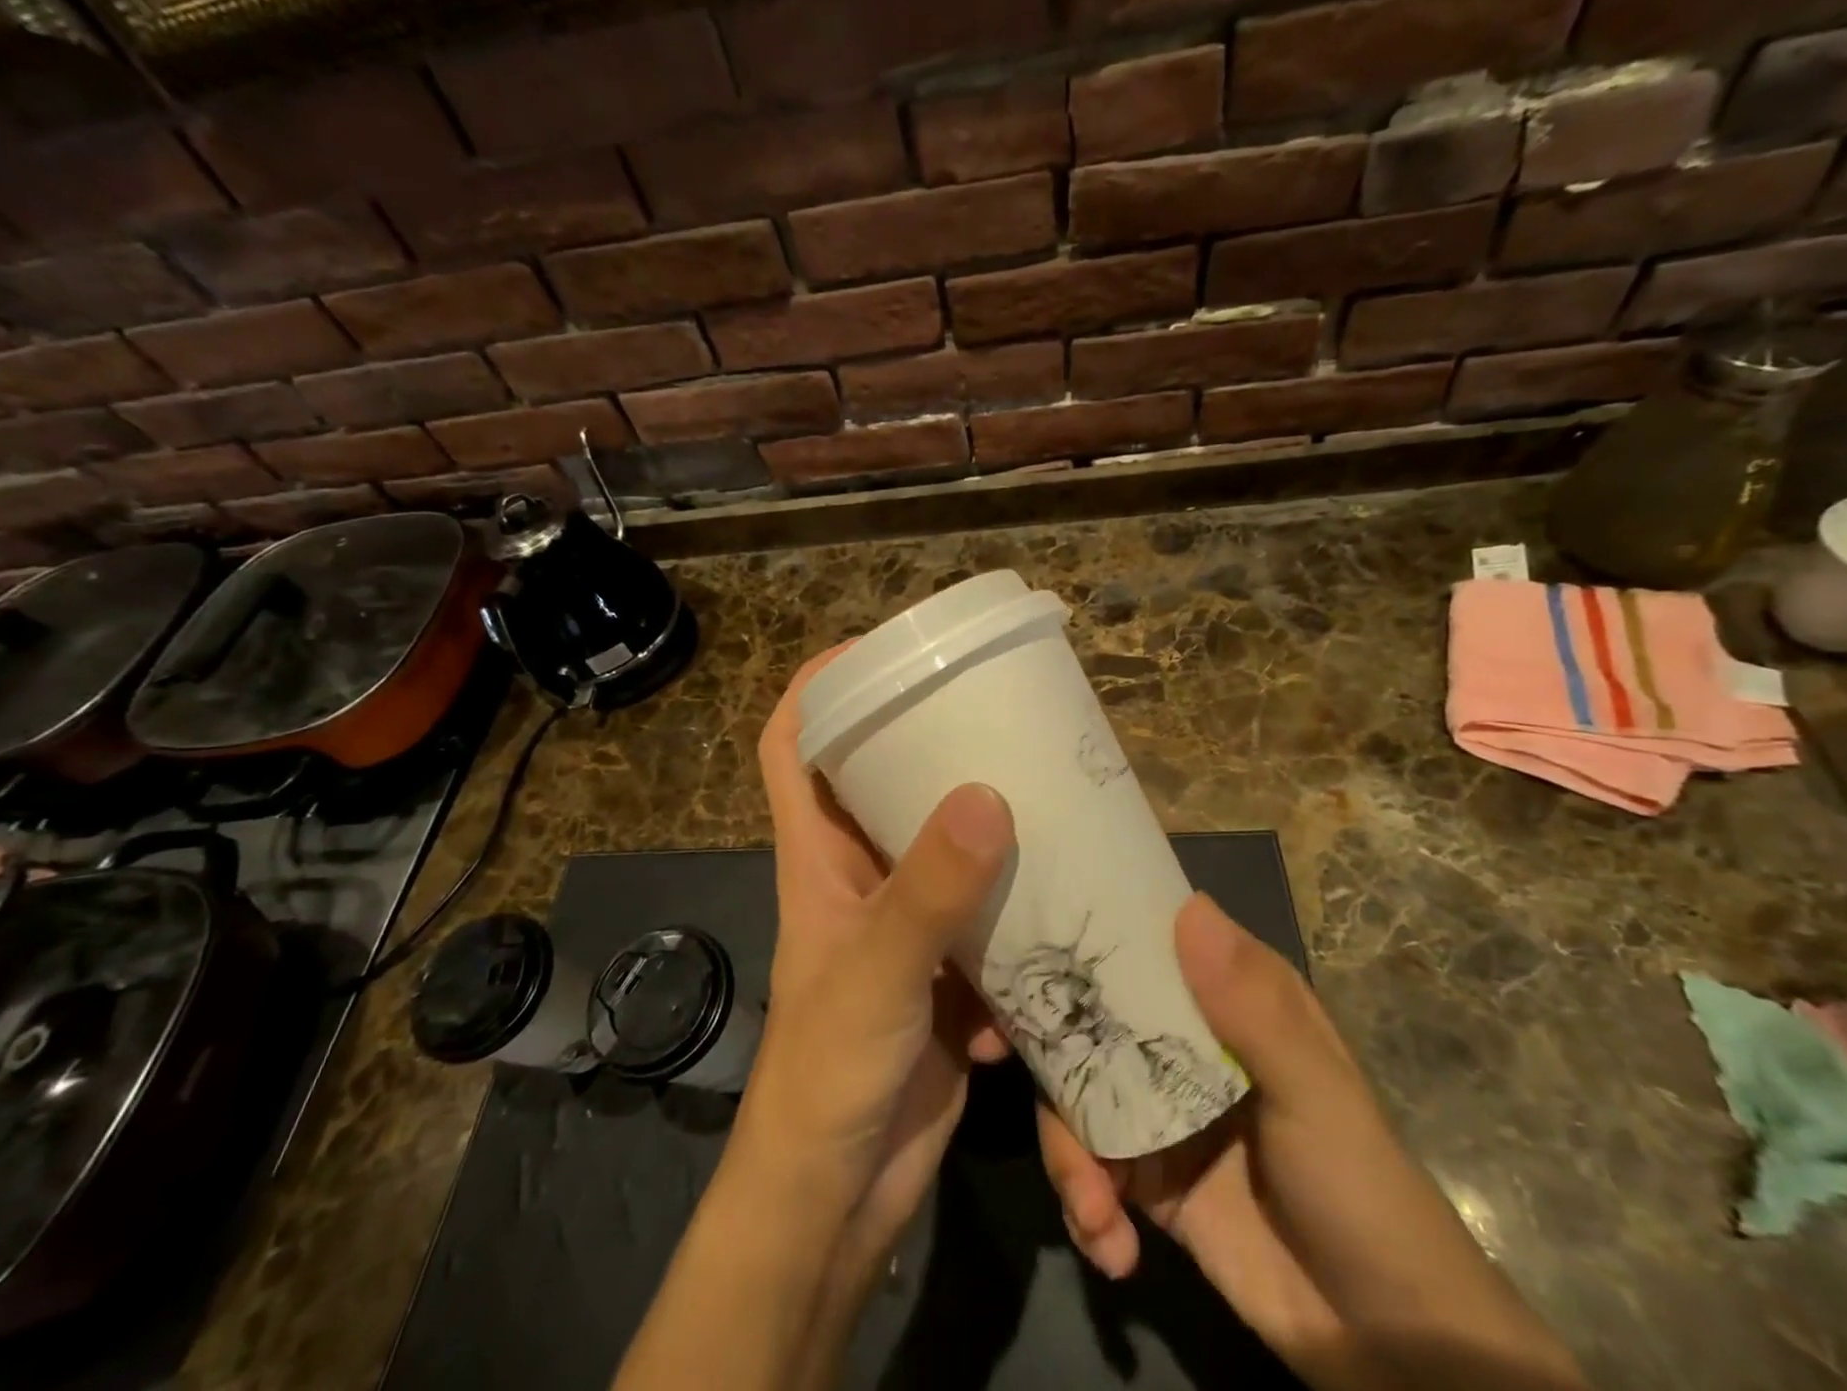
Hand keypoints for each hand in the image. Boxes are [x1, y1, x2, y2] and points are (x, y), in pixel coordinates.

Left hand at [746, 647, 1013, 1267]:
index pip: (791, 745)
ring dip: (985, 828)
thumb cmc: (829, 1071)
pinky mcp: (943, 967)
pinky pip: (982, 915)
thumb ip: (929, 889)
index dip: (819, 688)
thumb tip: (990, 794)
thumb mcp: (877, 970)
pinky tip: (1055, 907)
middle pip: (880, 782)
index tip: (876, 650)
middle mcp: (857, 874)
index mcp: (817, 854)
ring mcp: (903, 920)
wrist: (839, 1195)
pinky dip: (1011, 911)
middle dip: (926, 744)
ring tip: (1046, 795)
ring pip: (942, 847)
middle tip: (992, 712)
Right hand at [1038, 894, 1587, 1390]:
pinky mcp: (1142, 1176)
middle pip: (1087, 1013)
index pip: (1140, 940)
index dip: (1079, 932)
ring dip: (1067, 1151)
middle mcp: (1179, 1038)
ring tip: (1092, 1210)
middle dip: (1043, 1041)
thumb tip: (1188, 907)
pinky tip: (1109, 1247)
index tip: (1020, 938)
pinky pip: (1087, 1167)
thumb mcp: (1315, 1094)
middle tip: (991, 1053)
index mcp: (1221, 997)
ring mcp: (1156, 1107)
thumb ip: (1253, 1008)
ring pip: (1074, 1092)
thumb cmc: (1360, 1189)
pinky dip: (1086, 1205)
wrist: (1386, 1346)